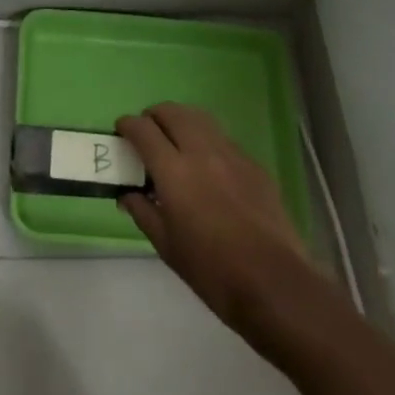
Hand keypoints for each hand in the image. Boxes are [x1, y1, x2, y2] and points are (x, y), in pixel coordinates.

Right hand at [116, 103, 326, 333]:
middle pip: (172, 112)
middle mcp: (201, 151)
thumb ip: (143, 212)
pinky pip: (222, 139)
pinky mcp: (253, 164)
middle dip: (154, 115)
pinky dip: (206, 140)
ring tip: (175, 140)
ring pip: (199, 118)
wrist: (273, 282)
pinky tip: (207, 165)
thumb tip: (127, 195)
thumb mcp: (167, 246)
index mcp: (174, 171)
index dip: (128, 125)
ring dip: (181, 120)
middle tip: (147, 133)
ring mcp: (231, 154)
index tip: (121, 131)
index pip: (143, 130)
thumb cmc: (211, 270)